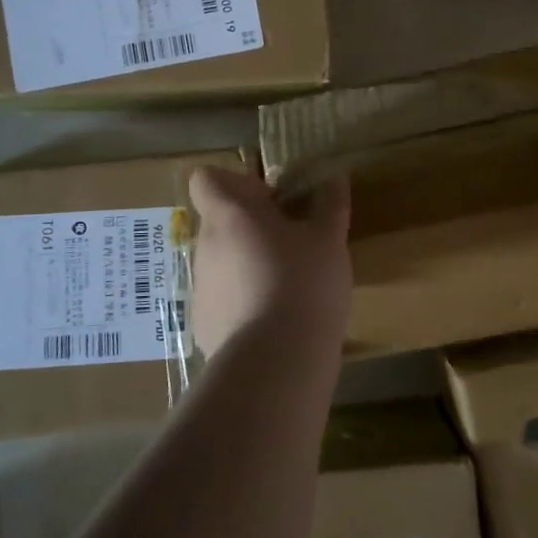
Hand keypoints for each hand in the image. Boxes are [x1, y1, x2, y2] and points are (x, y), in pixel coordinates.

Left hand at [187, 167, 350, 356]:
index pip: (206, 179)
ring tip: (287, 284)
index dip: (234, 182)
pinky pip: (223, 299)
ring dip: (248, 263)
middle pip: (219, 221)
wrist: (275, 362)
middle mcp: (206, 246)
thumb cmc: (303, 283)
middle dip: (251, 226)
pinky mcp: (204, 325)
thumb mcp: (329, 239)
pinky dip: (243, 301)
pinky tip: (274, 320)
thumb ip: (329, 204)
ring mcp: (201, 287)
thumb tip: (335, 176)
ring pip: (222, 261)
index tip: (268, 198)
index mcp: (230, 215)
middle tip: (291, 241)